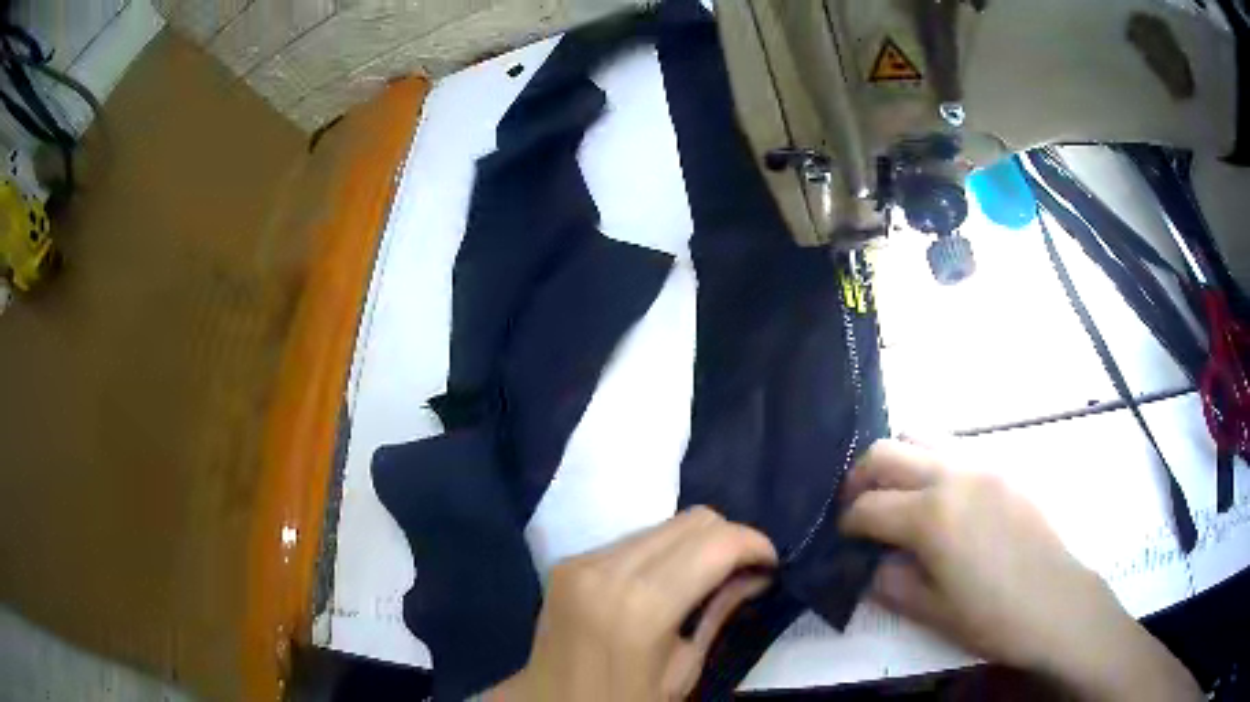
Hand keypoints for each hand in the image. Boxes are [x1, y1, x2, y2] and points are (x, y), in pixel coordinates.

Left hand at [488, 507, 775, 700]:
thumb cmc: (625, 701)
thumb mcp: (683, 670)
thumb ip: (719, 612)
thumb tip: (757, 573)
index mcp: (642, 606)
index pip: (716, 543)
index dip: (755, 545)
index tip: (772, 565)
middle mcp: (609, 569)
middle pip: (692, 520)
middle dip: (729, 539)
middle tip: (745, 571)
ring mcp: (582, 560)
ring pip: (662, 524)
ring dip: (695, 543)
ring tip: (707, 576)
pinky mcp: (568, 561)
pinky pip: (632, 539)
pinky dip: (661, 552)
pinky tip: (666, 581)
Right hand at [840, 438, 1200, 701]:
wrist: (1058, 603)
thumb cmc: (992, 617)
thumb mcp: (931, 611)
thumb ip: (890, 582)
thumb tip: (872, 563)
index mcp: (932, 516)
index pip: (868, 506)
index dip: (846, 523)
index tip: (843, 539)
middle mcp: (953, 475)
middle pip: (886, 451)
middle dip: (859, 478)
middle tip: (859, 509)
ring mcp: (982, 465)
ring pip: (921, 437)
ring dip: (898, 463)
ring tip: (898, 499)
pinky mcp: (1004, 467)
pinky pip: (954, 449)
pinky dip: (931, 464)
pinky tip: (940, 501)